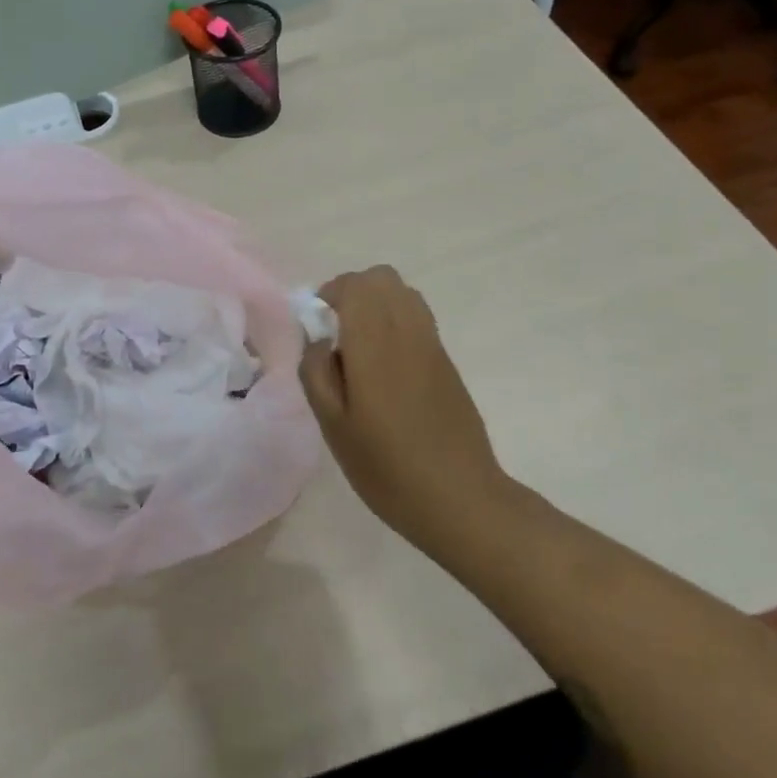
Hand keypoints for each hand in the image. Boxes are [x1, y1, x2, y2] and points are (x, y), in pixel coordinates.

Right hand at [298, 266, 509, 538]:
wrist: (460, 498)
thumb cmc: (386, 467)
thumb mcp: (334, 426)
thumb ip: (316, 373)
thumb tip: (317, 340)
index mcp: (376, 343)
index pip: (356, 285)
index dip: (330, 293)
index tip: (315, 324)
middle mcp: (408, 332)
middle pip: (383, 279)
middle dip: (353, 292)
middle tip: (334, 331)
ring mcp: (433, 346)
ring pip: (405, 295)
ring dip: (377, 305)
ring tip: (358, 348)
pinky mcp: (447, 364)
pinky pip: (419, 320)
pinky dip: (396, 324)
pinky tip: (384, 369)